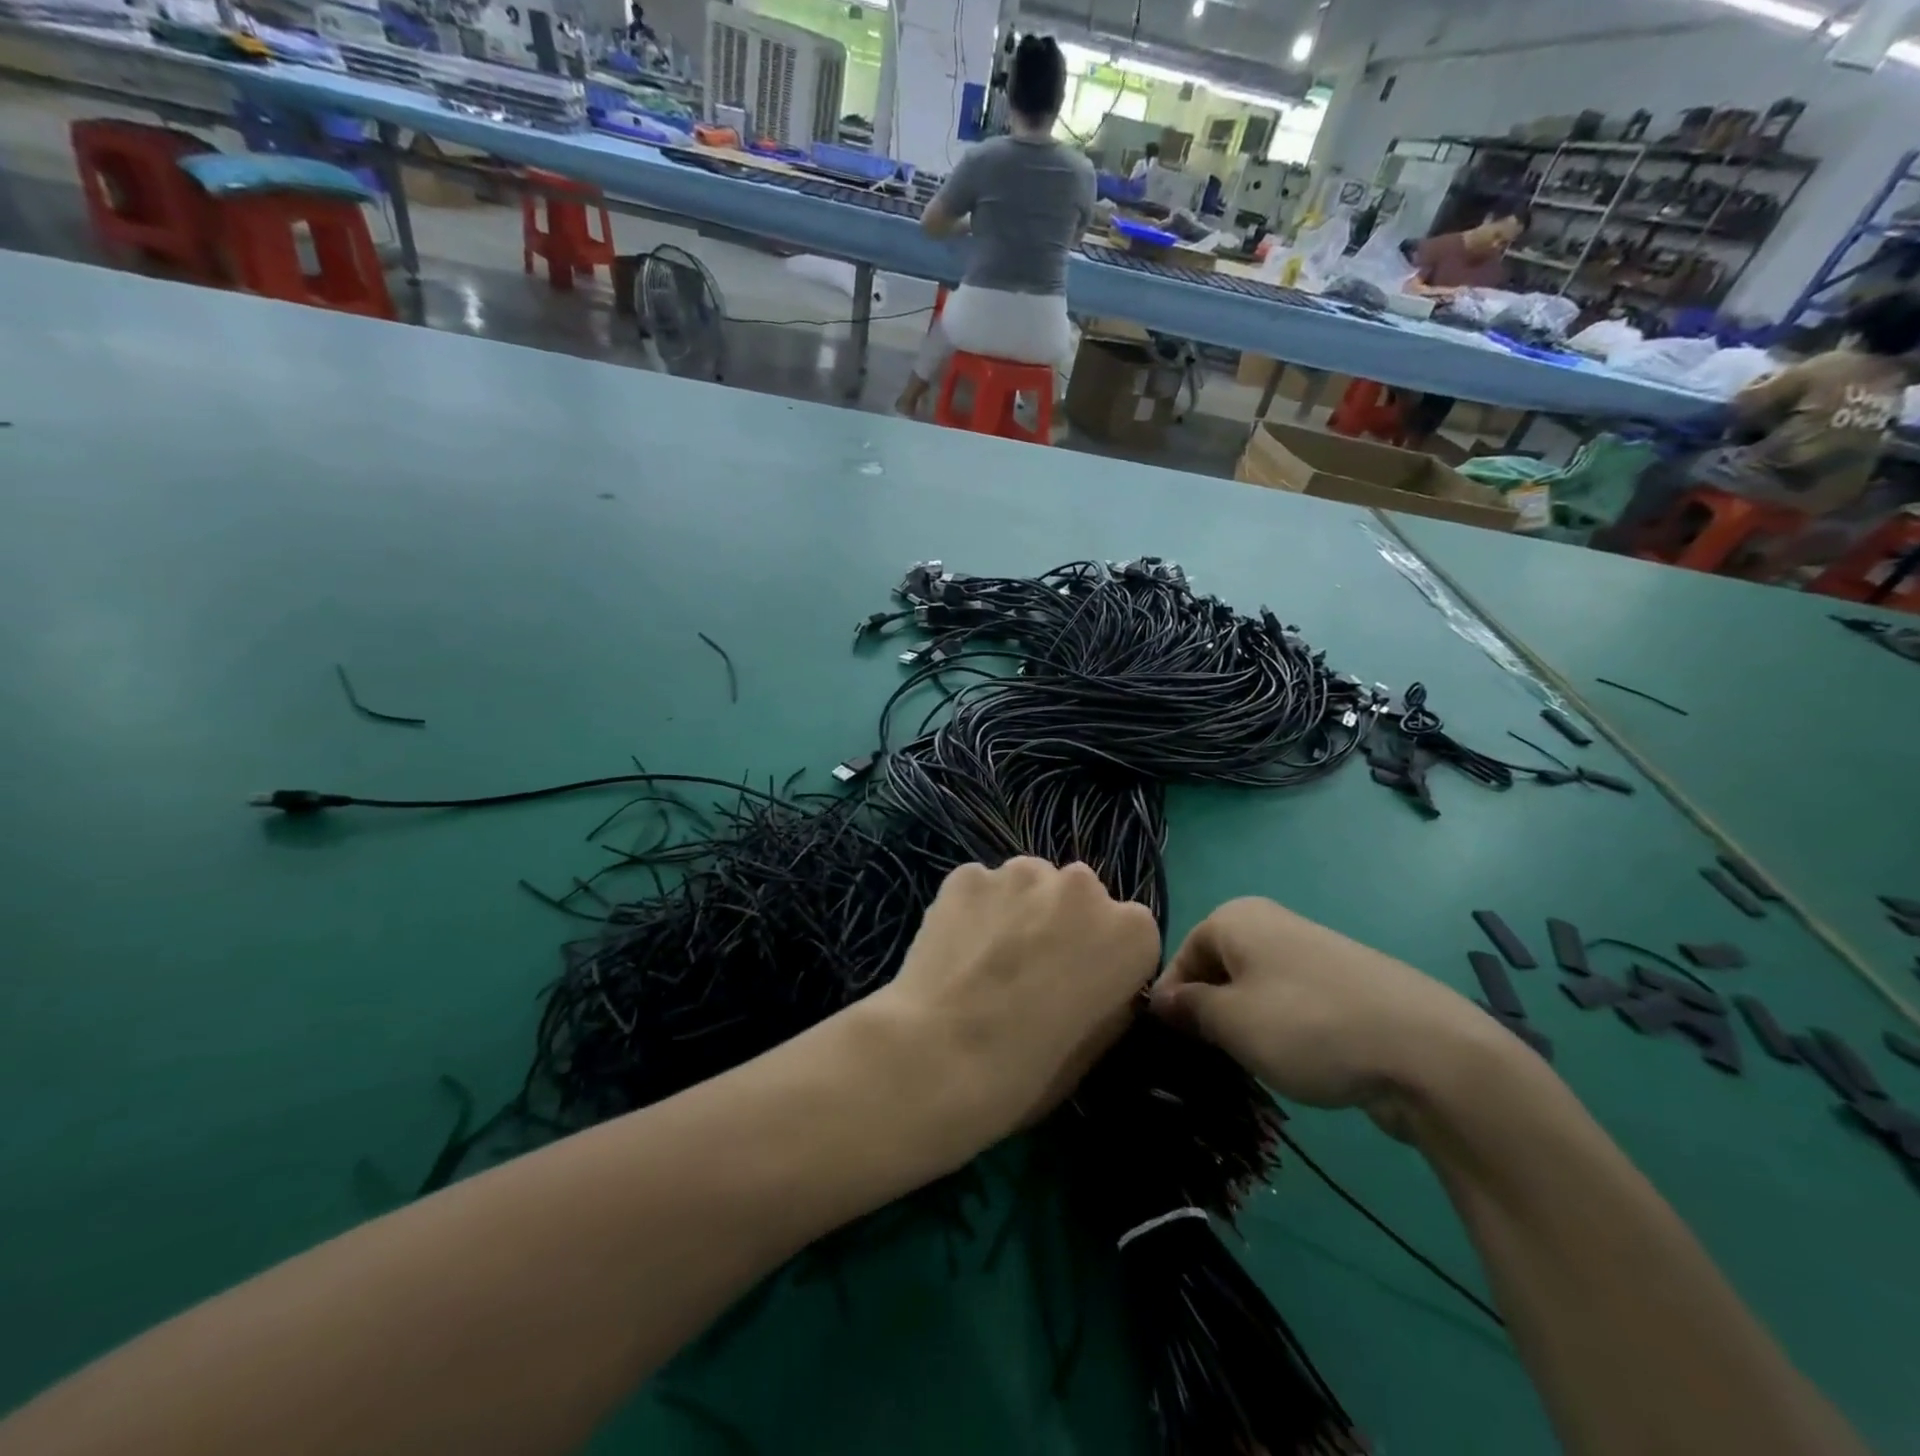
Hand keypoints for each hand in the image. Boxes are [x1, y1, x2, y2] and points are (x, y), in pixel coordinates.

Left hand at [871, 858, 1160, 1160]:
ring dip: (1017, 909)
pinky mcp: (969, 874)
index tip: (1078, 987)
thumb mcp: (1095, 1046)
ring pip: (1027, 883)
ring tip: (986, 957)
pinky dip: (972, 909)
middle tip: (1030, 968)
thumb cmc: (1030, 1068)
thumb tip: (1091, 981)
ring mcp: (1022, 873)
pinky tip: (954, 948)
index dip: (1102, 960)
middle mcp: (1083, 886)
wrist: (943, 1055)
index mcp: (1132, 931)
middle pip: (1077, 897)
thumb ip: (1107, 996)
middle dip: (1061, 923)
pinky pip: (980, 888)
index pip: (1128, 932)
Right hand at [1150, 898, 1510, 1137]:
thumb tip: (1162, 1001)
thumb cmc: (1307, 1025)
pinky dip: (1282, 1029)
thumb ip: (1188, 1008)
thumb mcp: (1230, 1022)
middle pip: (1217, 970)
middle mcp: (1270, 922)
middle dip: (1209, 1014)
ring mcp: (1311, 951)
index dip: (1170, 1002)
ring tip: (1255, 1065)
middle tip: (1212, 1059)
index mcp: (1235, 917)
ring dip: (1245, 1025)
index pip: (1181, 957)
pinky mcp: (1343, 983)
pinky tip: (1297, 1062)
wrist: (1427, 1050)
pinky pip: (1291, 1002)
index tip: (1172, 1047)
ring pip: (1254, 989)